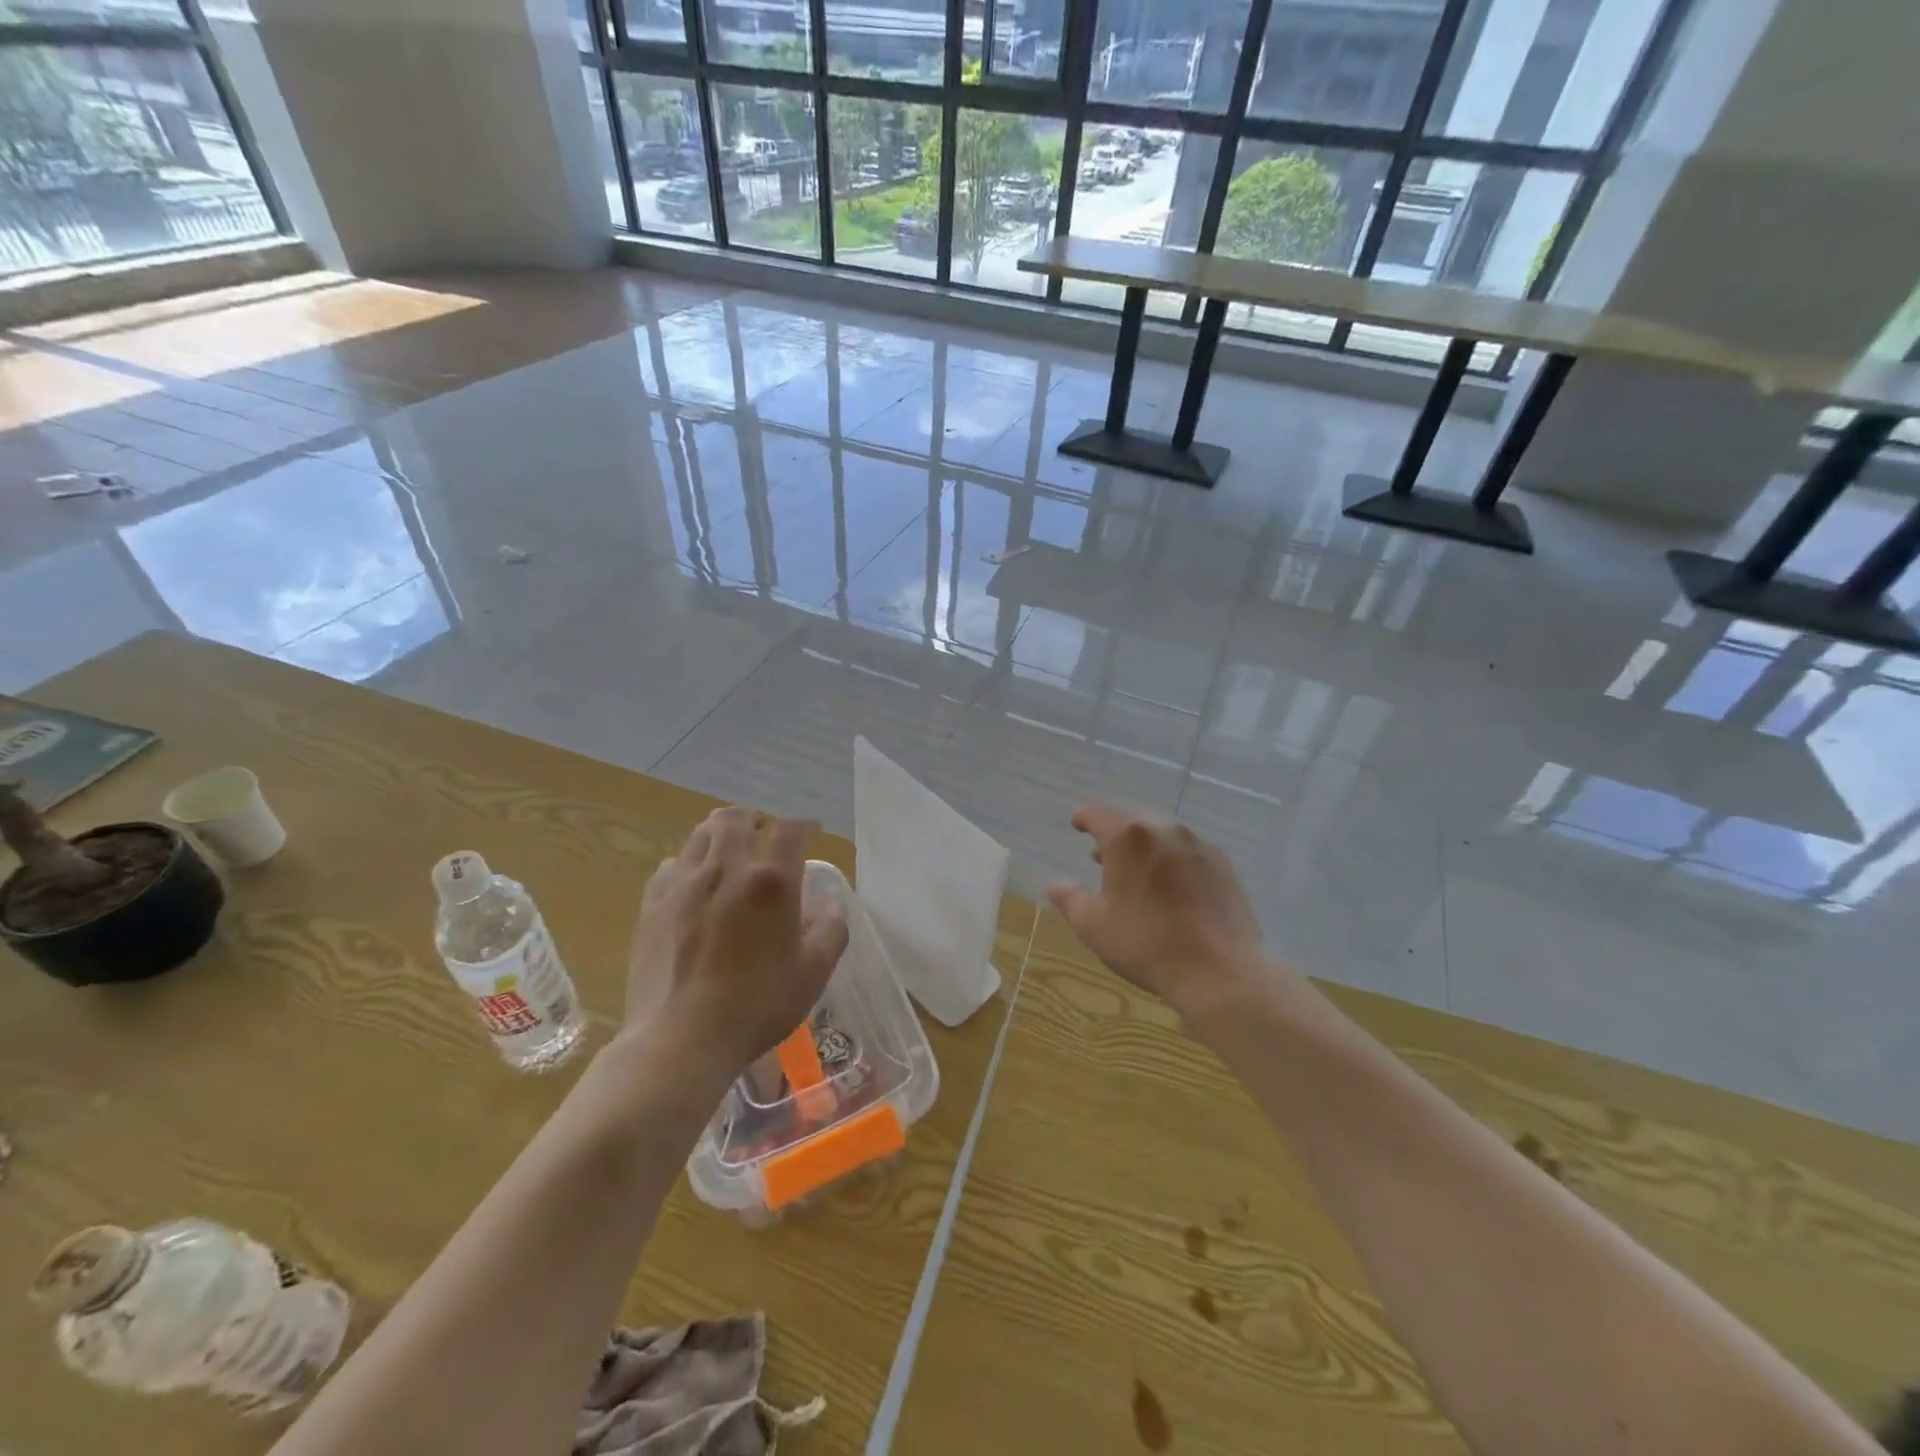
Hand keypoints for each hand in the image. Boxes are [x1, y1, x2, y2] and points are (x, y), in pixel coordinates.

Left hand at [625, 807, 847, 1081]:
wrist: (681, 1039)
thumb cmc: (757, 1005)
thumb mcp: (813, 973)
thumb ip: (831, 932)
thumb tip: (832, 906)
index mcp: (772, 882)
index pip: (790, 830)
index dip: (803, 825)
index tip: (809, 831)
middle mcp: (727, 869)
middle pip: (736, 818)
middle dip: (754, 818)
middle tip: (763, 831)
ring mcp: (684, 884)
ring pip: (700, 834)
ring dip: (719, 833)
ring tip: (728, 849)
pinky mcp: (652, 904)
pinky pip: (670, 865)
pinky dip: (688, 863)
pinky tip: (693, 882)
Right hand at [1046, 805, 1266, 1018]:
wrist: (1219, 971)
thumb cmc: (1147, 945)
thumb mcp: (1094, 926)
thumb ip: (1071, 899)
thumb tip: (1055, 884)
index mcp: (1129, 838)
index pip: (1099, 816)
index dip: (1085, 818)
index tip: (1077, 823)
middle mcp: (1164, 830)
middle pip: (1133, 821)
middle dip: (1115, 833)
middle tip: (1102, 853)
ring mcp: (1198, 846)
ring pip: (1163, 834)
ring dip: (1145, 845)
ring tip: (1135, 869)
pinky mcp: (1223, 865)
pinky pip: (1188, 851)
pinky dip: (1172, 859)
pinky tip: (1171, 883)